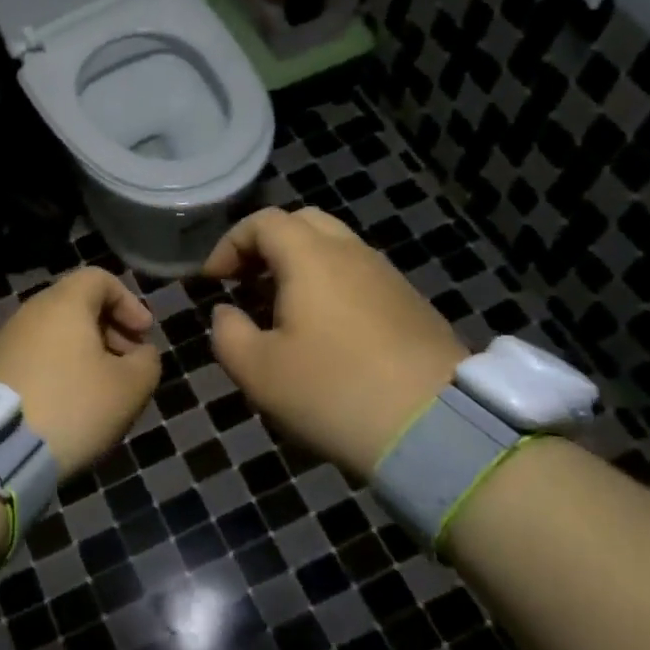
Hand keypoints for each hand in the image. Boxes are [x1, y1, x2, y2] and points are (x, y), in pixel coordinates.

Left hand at [0, 266, 159, 479]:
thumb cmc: (72, 406)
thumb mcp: (129, 388)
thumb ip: (147, 362)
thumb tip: (140, 353)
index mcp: (63, 303)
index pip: (99, 278)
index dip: (129, 302)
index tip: (143, 336)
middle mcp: (29, 312)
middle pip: (77, 306)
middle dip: (110, 330)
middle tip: (128, 365)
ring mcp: (5, 340)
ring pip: (55, 334)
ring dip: (84, 354)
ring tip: (101, 391)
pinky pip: (35, 357)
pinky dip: (58, 370)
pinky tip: (68, 406)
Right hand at [202, 207, 467, 482]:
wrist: (436, 427)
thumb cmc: (332, 391)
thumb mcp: (258, 371)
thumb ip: (228, 333)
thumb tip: (228, 313)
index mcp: (311, 257)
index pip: (263, 222)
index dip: (230, 244)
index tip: (213, 282)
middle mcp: (352, 253)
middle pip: (304, 223)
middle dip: (267, 246)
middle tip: (247, 283)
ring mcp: (388, 277)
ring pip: (336, 249)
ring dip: (300, 267)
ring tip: (282, 311)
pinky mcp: (412, 305)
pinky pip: (360, 277)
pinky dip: (331, 286)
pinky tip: (325, 333)